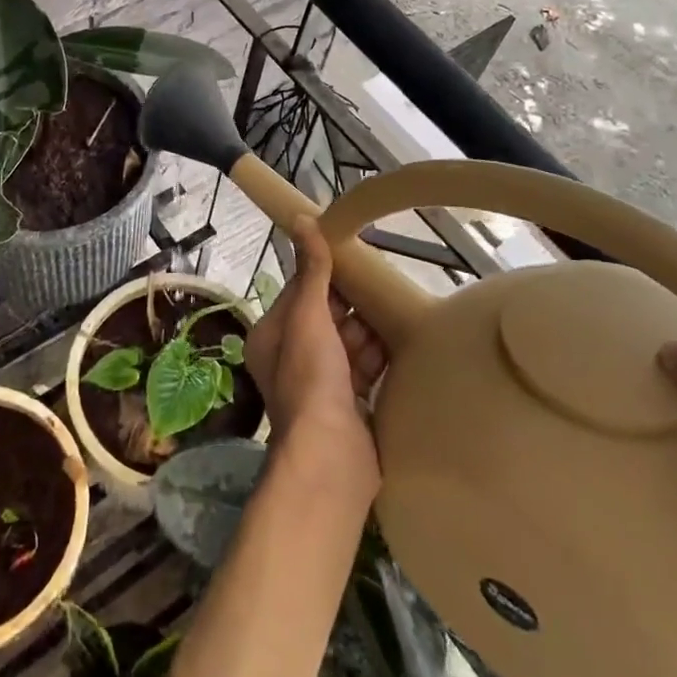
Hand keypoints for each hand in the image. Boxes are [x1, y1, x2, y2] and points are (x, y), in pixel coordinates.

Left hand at [243, 216, 386, 489]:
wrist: (331, 456)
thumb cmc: (312, 379)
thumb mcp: (309, 316)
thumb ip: (312, 271)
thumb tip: (302, 219)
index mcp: (273, 336)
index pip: (301, 293)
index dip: (326, 276)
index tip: (356, 259)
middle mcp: (292, 359)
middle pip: (327, 319)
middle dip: (353, 306)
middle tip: (384, 285)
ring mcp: (321, 385)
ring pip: (348, 345)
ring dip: (369, 331)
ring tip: (398, 312)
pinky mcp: (348, 406)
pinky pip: (365, 371)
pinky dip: (379, 358)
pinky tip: (403, 344)